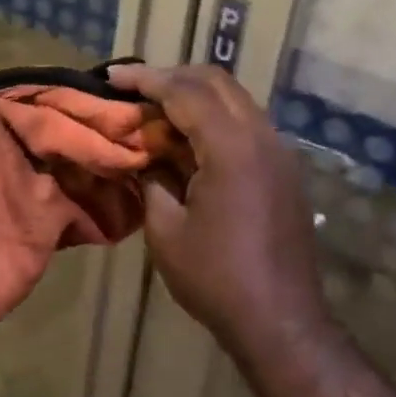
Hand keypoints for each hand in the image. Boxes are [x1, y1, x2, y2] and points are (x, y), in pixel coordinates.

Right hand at [108, 63, 327, 358]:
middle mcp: (262, 137)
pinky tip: (188, 139)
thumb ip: (151, 179)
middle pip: (216, 82)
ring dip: (195, 96)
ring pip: (235, 99)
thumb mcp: (166, 229)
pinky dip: (214, 118)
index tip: (112, 75)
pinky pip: (246, 123)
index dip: (145, 79)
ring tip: (156, 109)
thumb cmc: (216, 278)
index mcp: (232, 148)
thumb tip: (142, 154)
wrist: (282, 321)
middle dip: (172, 77)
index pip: (185, 92)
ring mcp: (279, 152)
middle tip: (134, 88)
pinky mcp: (283, 169)